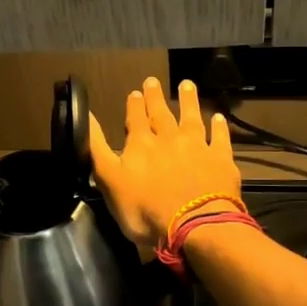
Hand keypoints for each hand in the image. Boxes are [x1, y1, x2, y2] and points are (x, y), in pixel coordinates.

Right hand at [89, 77, 241, 247]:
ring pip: (192, 118)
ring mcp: (197, 147)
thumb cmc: (144, 209)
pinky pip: (220, 138)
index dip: (134, 105)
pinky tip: (219, 118)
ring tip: (187, 85)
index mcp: (141, 144)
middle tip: (154, 80)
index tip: (135, 92)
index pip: (135, 119)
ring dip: (188, 101)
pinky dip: (219, 127)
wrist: (194, 225)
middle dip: (156, 97)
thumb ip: (97, 147)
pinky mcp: (220, 160)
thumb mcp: (109, 180)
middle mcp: (169, 138)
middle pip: (161, 113)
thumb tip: (86, 115)